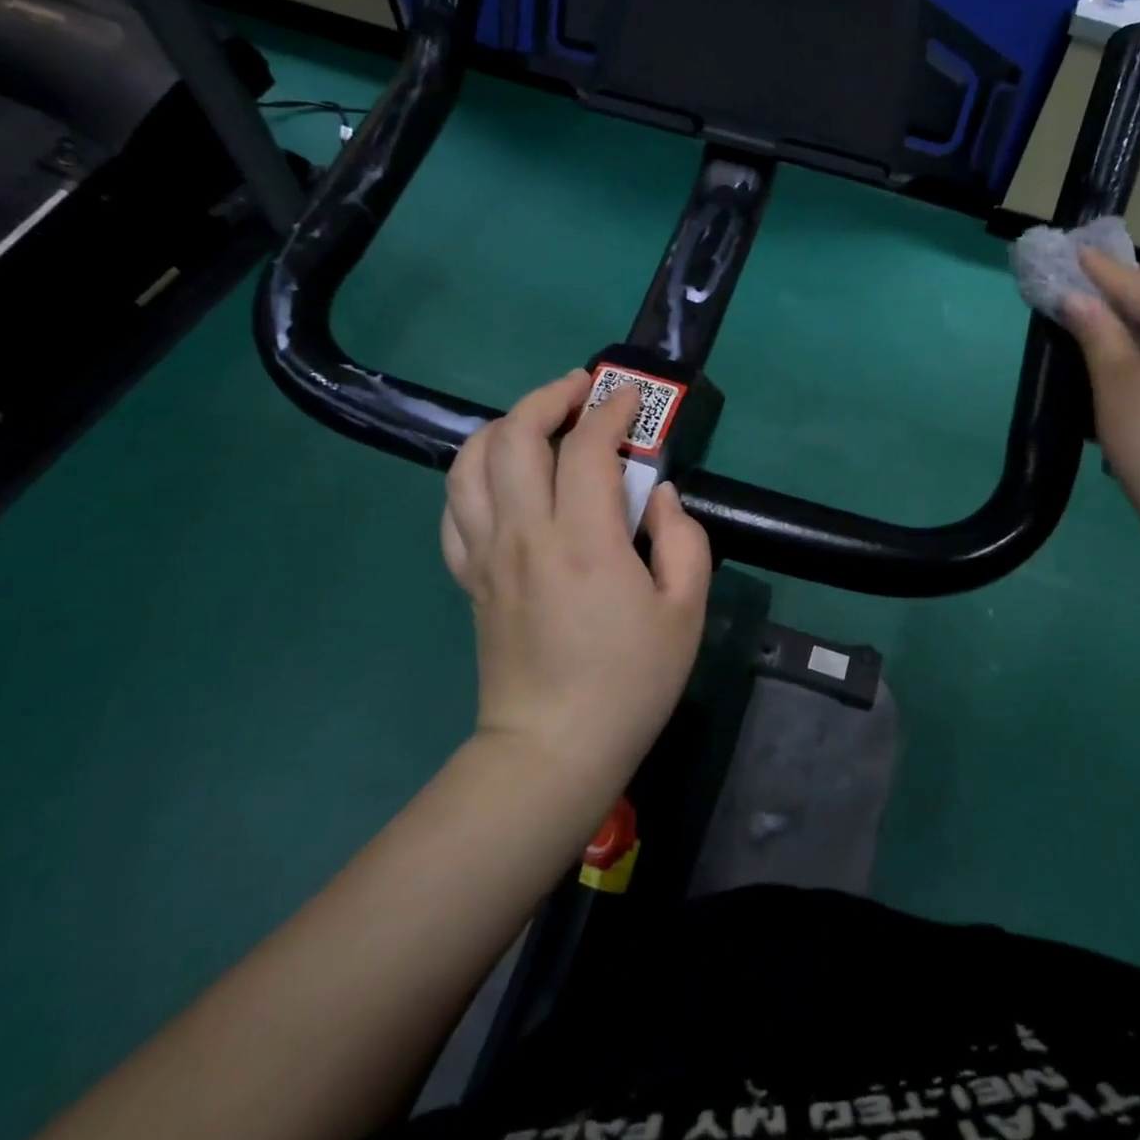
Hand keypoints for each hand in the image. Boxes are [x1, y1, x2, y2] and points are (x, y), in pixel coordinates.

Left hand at [440, 370, 712, 792]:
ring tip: (539, 421)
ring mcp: (486, 553)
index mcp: (584, 541)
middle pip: (515, 436)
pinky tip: (503, 475)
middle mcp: (524, 534)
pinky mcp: (469, 575)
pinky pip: (454, 506)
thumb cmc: (630, 681)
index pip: (587, 447)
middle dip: (549, 397)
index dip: (612, 411)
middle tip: (582, 391)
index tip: (632, 400)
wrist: (552, 748)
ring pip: (472, 462)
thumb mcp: (685, 611)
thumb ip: (683, 540)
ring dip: (505, 425)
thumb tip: (659, 496)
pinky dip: (475, 472)